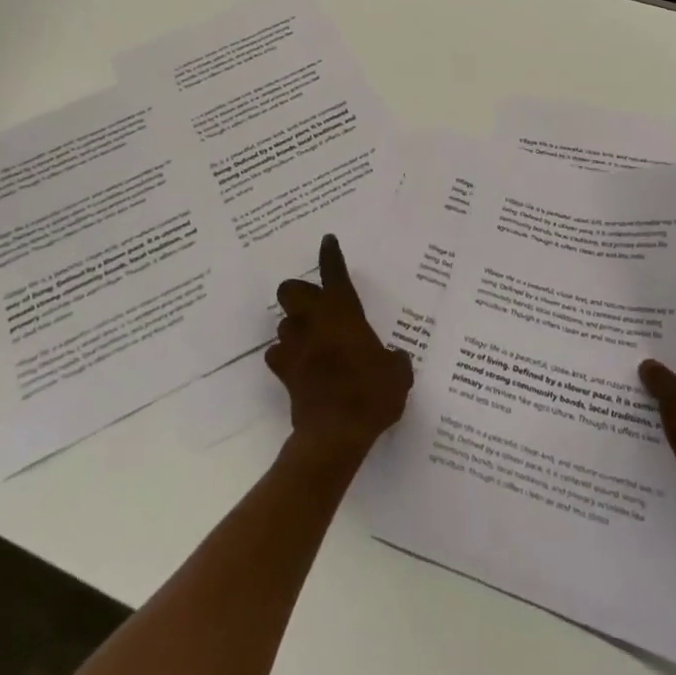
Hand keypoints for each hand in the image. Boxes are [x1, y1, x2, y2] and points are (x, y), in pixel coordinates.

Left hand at [265, 234, 413, 464]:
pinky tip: (298, 365)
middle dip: (299, 292)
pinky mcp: (283, 372)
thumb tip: (392, 360)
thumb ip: (393, 360)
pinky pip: (278, 355)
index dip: (331, 255)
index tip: (328, 240)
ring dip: (295, 326)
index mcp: (343, 312)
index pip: (334, 273)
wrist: (335, 434)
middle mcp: (314, 321)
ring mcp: (294, 346)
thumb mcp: (397, 374)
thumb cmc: (371, 394)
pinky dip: (286, 356)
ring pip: (283, 322)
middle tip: (316, 304)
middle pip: (290, 290)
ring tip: (310, 339)